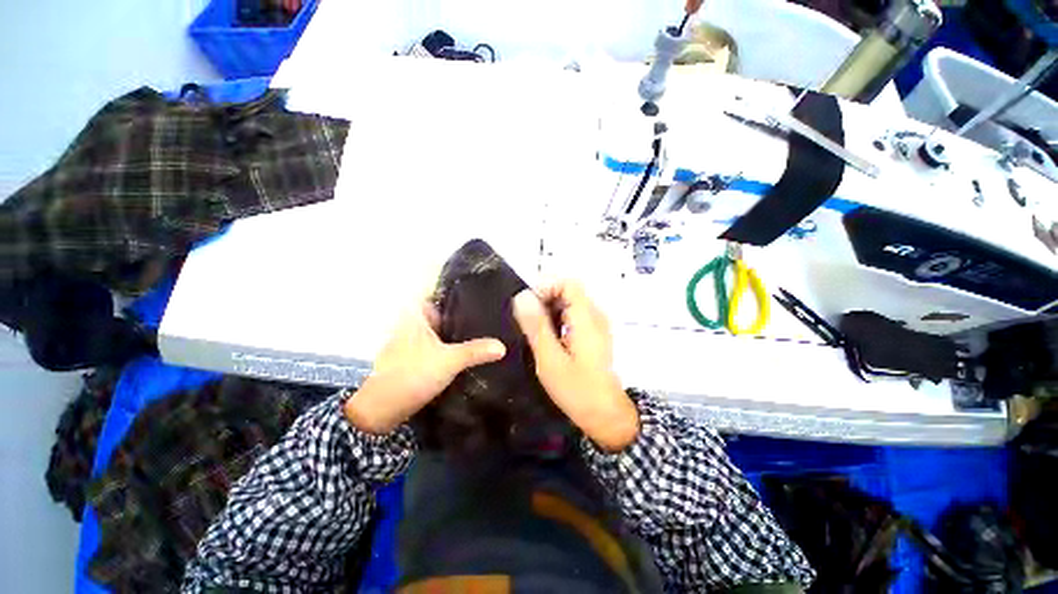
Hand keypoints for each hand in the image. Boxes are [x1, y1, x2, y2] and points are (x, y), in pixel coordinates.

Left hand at [344, 302, 505, 434]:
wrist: (381, 409)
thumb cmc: (411, 374)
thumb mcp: (448, 361)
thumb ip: (475, 351)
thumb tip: (502, 346)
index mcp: (417, 315)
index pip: (443, 296)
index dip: (463, 296)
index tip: (484, 298)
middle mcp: (415, 323)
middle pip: (446, 314)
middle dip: (466, 316)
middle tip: (491, 317)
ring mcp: (415, 341)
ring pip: (443, 330)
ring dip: (460, 333)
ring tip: (487, 331)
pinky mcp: (417, 356)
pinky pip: (440, 344)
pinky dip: (453, 346)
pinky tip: (471, 350)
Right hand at [513, 281, 638, 451]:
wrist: (605, 415)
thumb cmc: (577, 389)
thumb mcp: (549, 358)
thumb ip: (536, 326)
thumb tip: (522, 296)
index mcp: (587, 317)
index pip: (568, 283)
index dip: (545, 288)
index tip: (527, 307)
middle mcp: (595, 315)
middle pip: (568, 291)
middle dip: (544, 300)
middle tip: (526, 323)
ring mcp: (596, 324)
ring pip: (569, 303)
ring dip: (549, 311)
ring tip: (534, 332)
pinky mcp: (593, 334)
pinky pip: (573, 316)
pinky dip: (557, 320)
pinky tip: (547, 339)